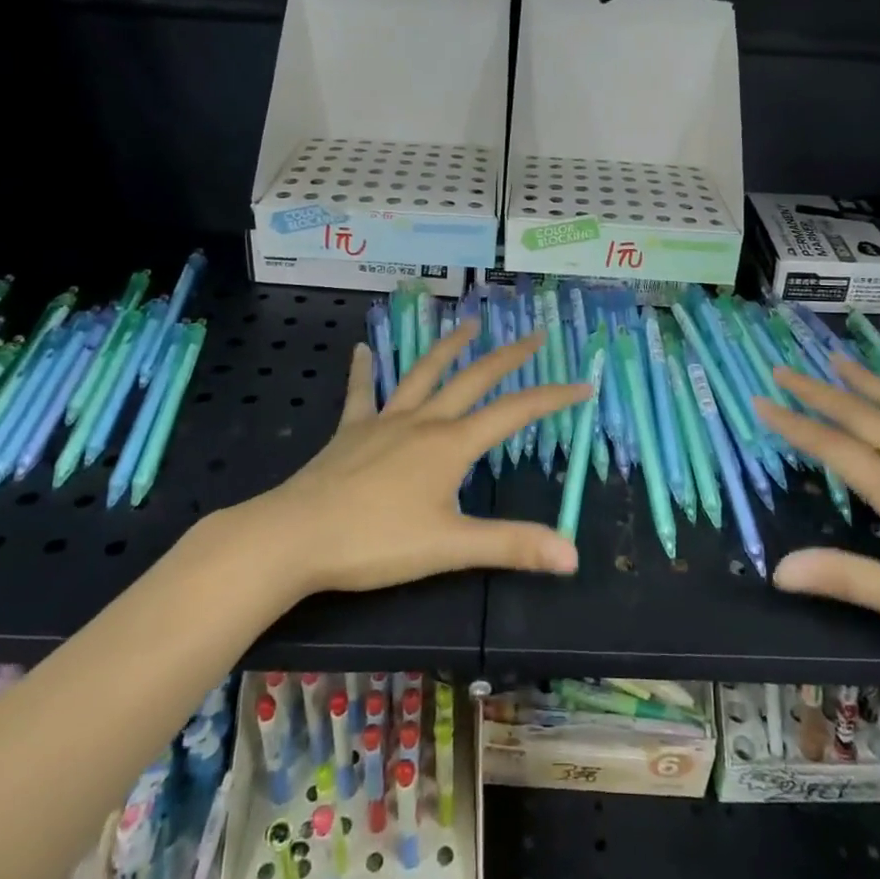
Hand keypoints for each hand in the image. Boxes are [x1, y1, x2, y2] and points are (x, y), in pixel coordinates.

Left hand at [253, 319, 588, 597]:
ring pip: (423, 374)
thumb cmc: (376, 541)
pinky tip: (362, 349)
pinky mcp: (351, 431)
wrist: (296, 536)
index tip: (583, 384)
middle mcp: (424, 421)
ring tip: (468, 323)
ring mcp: (385, 421)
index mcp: (452, 445)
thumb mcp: (450, 547)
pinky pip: (361, 393)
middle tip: (535, 335)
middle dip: (508, 356)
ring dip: (448, 347)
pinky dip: (365, 370)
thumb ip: (511, 546)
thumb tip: (572, 555)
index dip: (552, 398)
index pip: (515, 413)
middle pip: (473, 379)